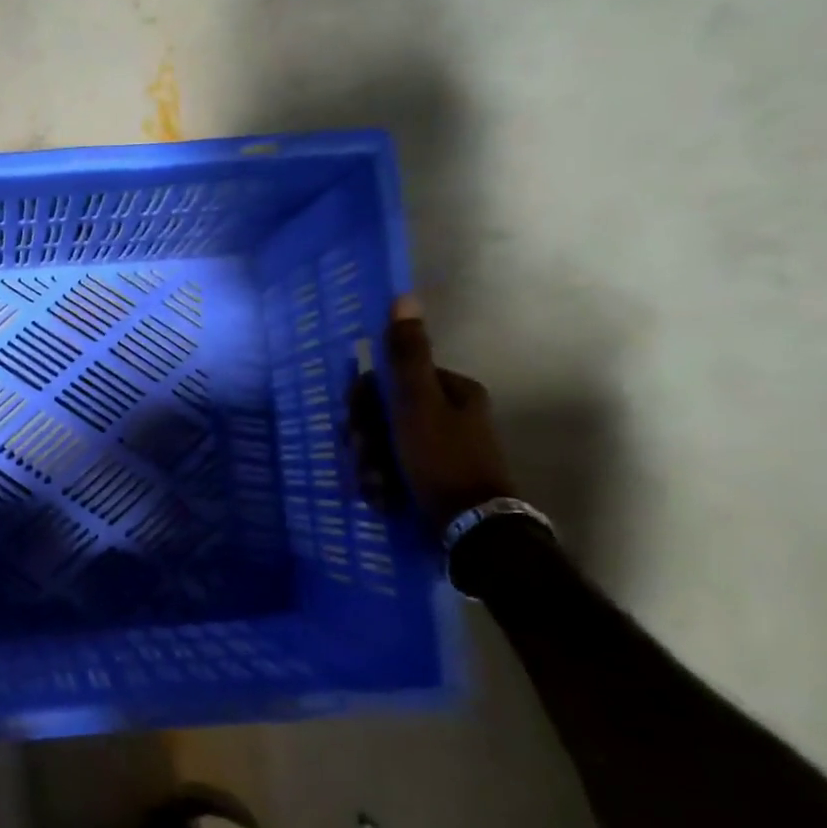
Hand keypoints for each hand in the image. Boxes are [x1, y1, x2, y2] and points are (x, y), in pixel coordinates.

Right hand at [354, 295, 517, 533]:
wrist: (469, 531)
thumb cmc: (442, 460)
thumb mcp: (418, 403)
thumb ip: (407, 356)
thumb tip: (404, 297)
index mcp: (451, 392)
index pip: (389, 380)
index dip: (364, 401)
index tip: (357, 423)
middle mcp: (447, 416)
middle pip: (383, 416)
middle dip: (365, 440)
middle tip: (364, 458)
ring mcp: (438, 451)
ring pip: (382, 447)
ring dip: (369, 466)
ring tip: (375, 487)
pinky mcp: (430, 481)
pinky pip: (391, 472)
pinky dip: (381, 484)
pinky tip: (383, 498)